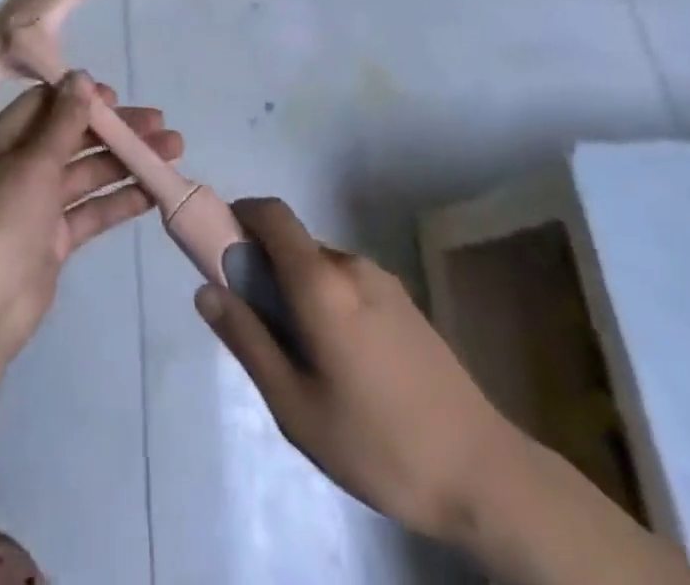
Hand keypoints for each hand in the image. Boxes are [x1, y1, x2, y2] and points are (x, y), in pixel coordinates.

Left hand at [0, 73, 182, 364]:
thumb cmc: (3, 221)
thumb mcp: (35, 162)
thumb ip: (64, 120)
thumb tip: (81, 75)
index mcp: (6, 139)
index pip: (47, 103)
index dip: (82, 97)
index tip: (118, 98)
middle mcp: (22, 164)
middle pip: (75, 136)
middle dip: (116, 130)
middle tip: (161, 125)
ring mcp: (40, 202)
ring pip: (90, 171)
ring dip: (127, 161)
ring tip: (172, 152)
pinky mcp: (56, 236)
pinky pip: (93, 208)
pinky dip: (120, 198)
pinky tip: (154, 191)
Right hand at [194, 198, 523, 545]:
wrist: (483, 474)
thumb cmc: (377, 443)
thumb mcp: (295, 406)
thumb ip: (248, 341)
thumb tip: (206, 290)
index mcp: (322, 282)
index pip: (272, 214)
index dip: (241, 216)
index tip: (220, 251)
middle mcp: (351, 266)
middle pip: (293, 245)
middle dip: (265, 270)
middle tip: (259, 333)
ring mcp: (383, 282)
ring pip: (321, 268)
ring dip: (297, 292)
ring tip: (304, 362)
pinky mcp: (404, 303)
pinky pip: (348, 285)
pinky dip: (327, 303)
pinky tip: (343, 366)